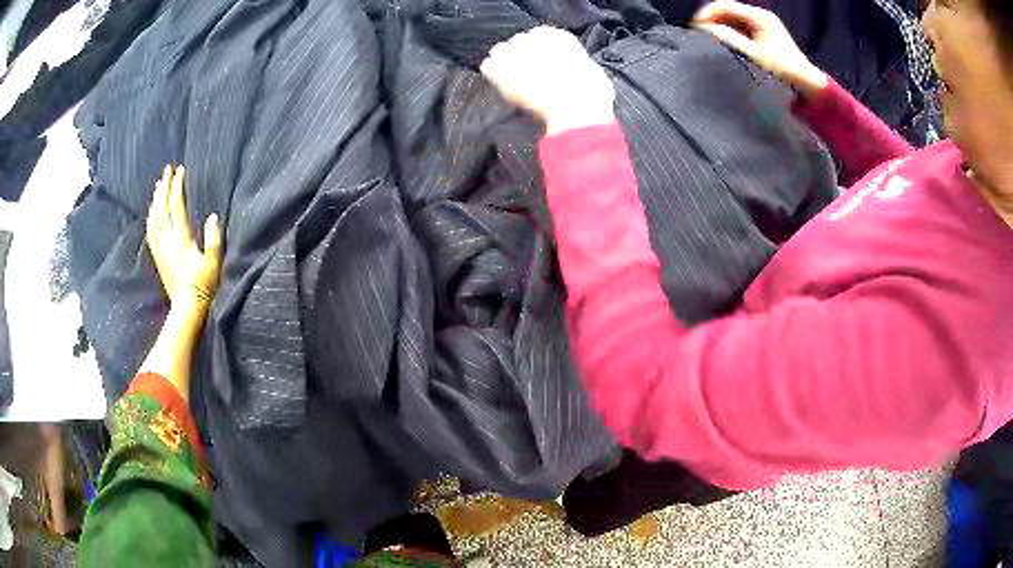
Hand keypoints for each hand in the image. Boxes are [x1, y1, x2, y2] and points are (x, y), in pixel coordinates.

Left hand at [146, 165, 222, 306]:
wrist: (187, 307)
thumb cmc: (203, 284)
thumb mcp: (213, 262)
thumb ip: (213, 239)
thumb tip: (212, 216)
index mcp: (181, 238)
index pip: (177, 206)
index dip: (177, 187)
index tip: (180, 170)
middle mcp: (168, 240)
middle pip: (162, 208)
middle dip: (164, 187)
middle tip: (167, 170)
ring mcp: (161, 249)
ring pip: (154, 219)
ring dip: (156, 200)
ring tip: (158, 186)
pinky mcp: (158, 257)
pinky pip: (150, 233)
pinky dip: (150, 218)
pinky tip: (151, 212)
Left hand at [481, 26, 615, 134]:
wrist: (575, 106)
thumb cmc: (590, 94)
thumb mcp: (589, 71)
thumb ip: (572, 64)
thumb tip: (566, 70)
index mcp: (558, 36)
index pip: (539, 37)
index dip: (540, 54)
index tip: (544, 67)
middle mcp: (533, 37)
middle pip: (518, 43)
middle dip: (522, 58)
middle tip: (530, 78)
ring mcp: (514, 51)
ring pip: (500, 52)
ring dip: (505, 65)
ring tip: (516, 82)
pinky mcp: (500, 67)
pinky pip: (488, 67)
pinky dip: (493, 76)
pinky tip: (503, 87)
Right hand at [693, 1, 827, 98]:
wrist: (807, 82)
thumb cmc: (783, 69)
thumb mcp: (754, 55)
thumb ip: (730, 39)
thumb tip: (706, 30)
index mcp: (759, 16)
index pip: (724, 6)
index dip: (706, 15)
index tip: (695, 29)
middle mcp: (760, 15)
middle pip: (728, 10)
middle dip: (712, 20)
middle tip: (700, 34)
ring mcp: (763, 23)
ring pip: (733, 18)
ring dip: (720, 26)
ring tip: (710, 39)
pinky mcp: (764, 32)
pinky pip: (741, 26)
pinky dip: (730, 31)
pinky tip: (724, 42)